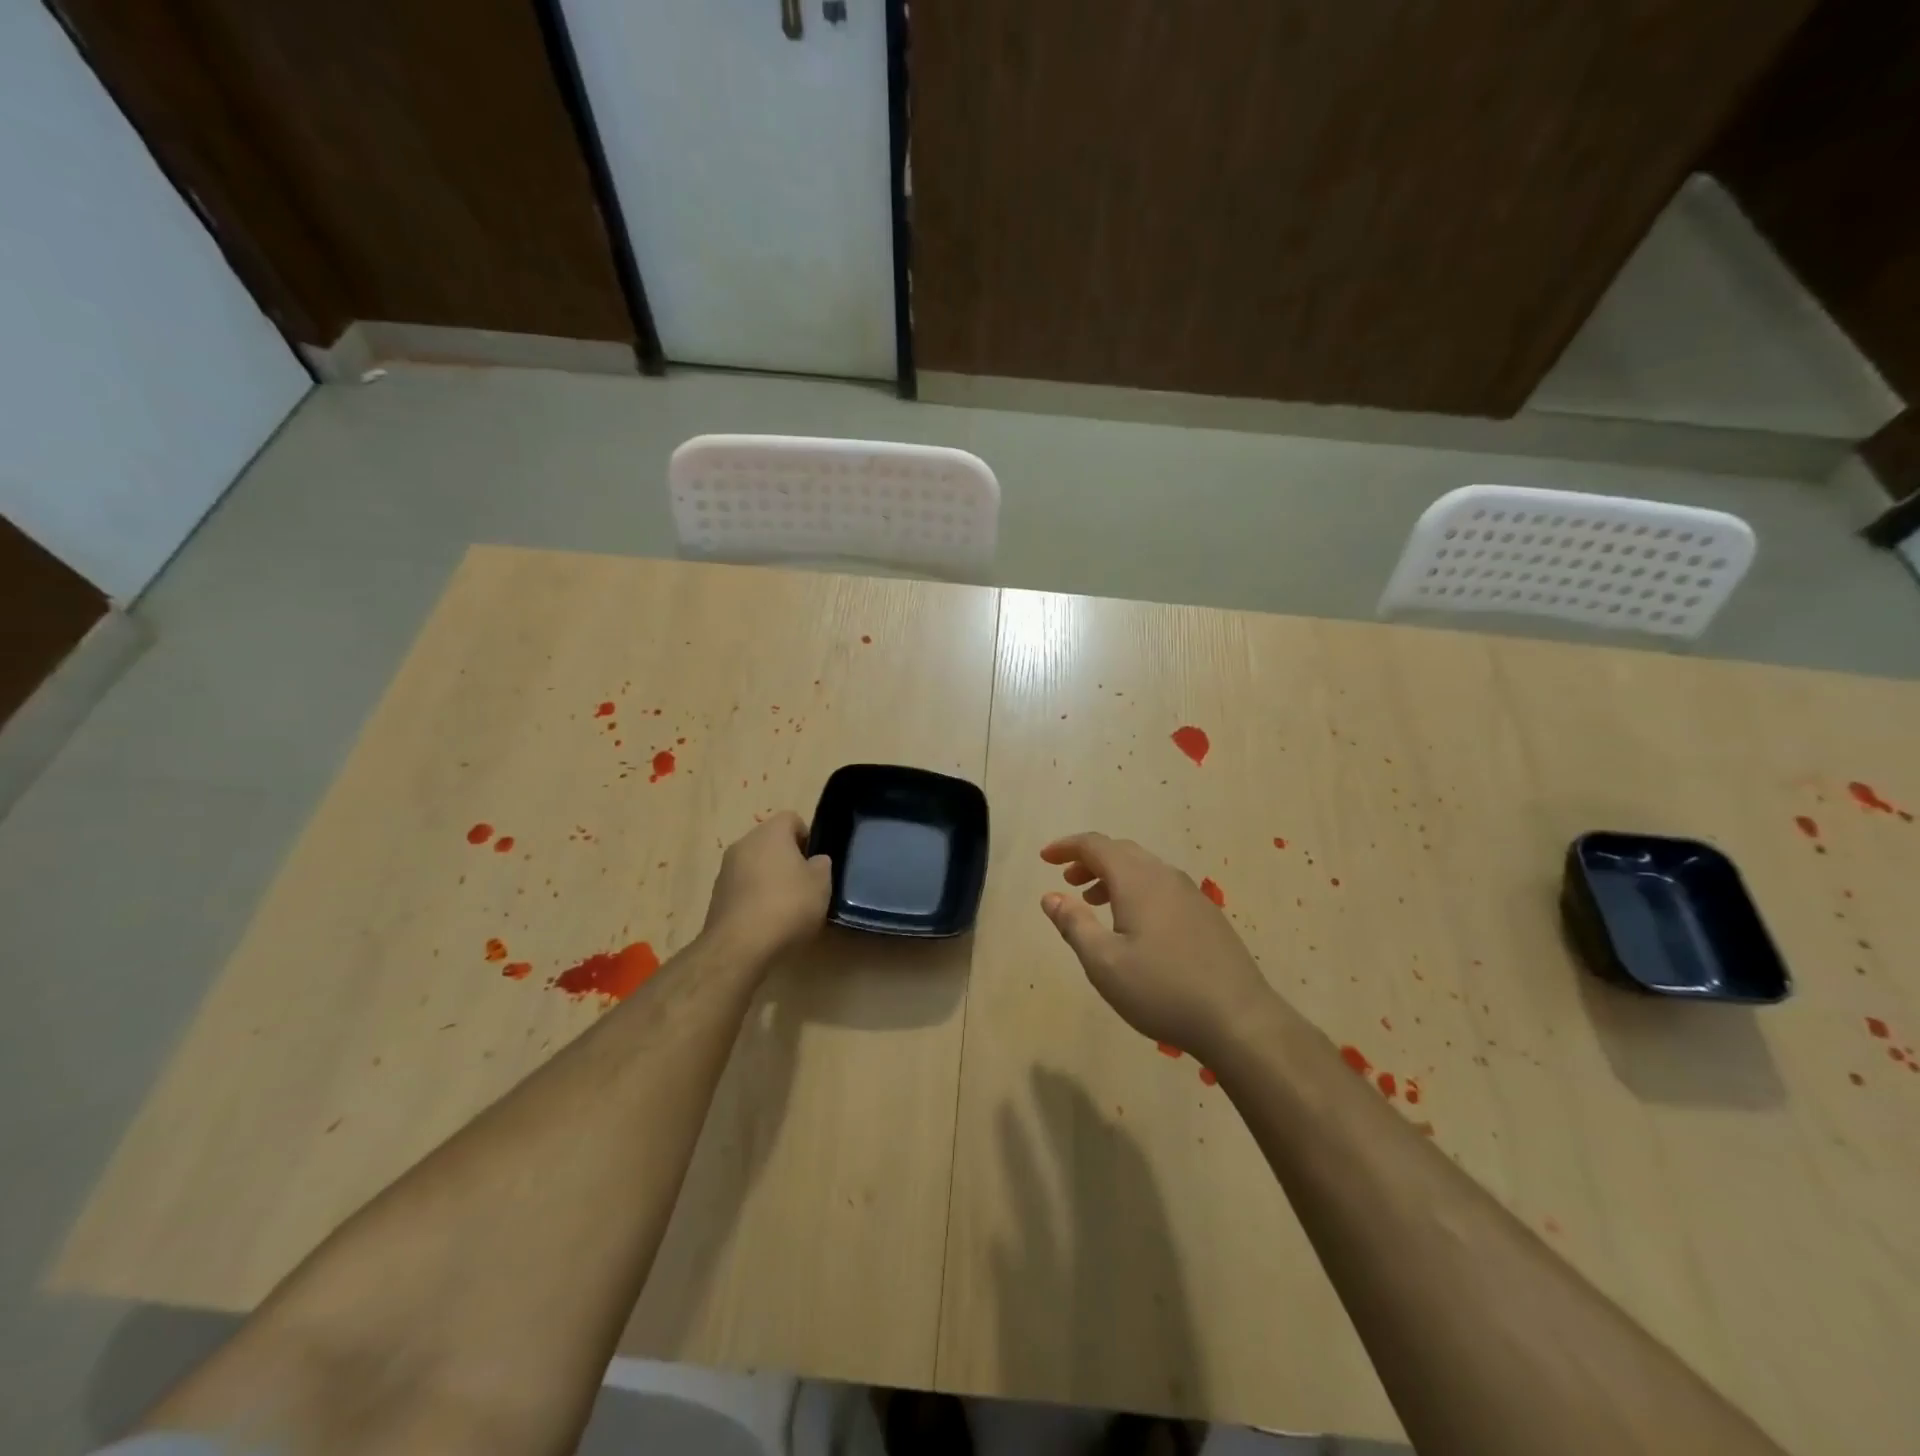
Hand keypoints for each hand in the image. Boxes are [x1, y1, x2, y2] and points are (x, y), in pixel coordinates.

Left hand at [703, 812, 832, 960]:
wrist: (739, 946)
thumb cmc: (787, 905)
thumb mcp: (821, 884)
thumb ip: (821, 865)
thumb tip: (814, 862)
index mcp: (770, 833)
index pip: (791, 818)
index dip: (807, 836)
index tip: (815, 862)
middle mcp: (744, 844)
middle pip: (771, 842)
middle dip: (788, 858)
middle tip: (804, 884)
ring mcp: (726, 870)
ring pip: (755, 865)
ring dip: (769, 878)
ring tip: (786, 907)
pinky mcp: (716, 896)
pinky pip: (743, 887)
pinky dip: (755, 897)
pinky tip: (767, 921)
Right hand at [1040, 832, 1277, 1059]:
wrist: (1239, 1019)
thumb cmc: (1162, 990)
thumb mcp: (1104, 963)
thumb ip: (1074, 924)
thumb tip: (1051, 895)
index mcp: (1138, 880)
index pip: (1096, 845)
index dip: (1067, 847)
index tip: (1045, 858)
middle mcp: (1165, 876)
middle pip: (1121, 851)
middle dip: (1089, 860)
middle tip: (1067, 881)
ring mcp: (1191, 894)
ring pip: (1144, 869)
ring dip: (1113, 877)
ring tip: (1094, 903)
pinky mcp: (1206, 915)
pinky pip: (1162, 886)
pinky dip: (1136, 891)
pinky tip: (1134, 925)